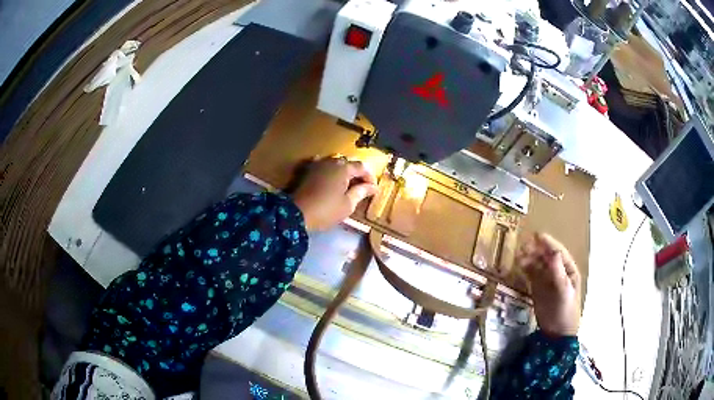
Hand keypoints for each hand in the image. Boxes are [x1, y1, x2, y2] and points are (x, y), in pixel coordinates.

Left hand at [292, 157, 377, 230]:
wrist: (296, 213)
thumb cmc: (326, 210)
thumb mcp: (347, 205)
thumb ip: (361, 192)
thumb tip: (373, 187)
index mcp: (343, 168)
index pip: (362, 167)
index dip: (370, 177)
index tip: (373, 190)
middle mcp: (331, 161)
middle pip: (349, 163)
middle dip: (358, 174)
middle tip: (362, 188)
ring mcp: (318, 164)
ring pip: (336, 164)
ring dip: (344, 172)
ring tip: (347, 186)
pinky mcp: (308, 170)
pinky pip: (323, 167)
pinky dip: (330, 172)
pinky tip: (331, 180)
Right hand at [517, 233, 580, 336]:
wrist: (557, 333)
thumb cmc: (565, 310)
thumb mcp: (564, 291)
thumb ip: (558, 272)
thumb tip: (553, 252)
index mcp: (569, 270)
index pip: (558, 252)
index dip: (548, 243)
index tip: (537, 235)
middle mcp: (558, 272)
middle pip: (547, 256)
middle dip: (536, 249)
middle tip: (524, 245)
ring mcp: (547, 280)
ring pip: (538, 264)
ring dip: (529, 258)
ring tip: (518, 255)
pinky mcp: (538, 289)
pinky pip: (531, 274)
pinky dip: (525, 268)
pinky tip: (519, 265)